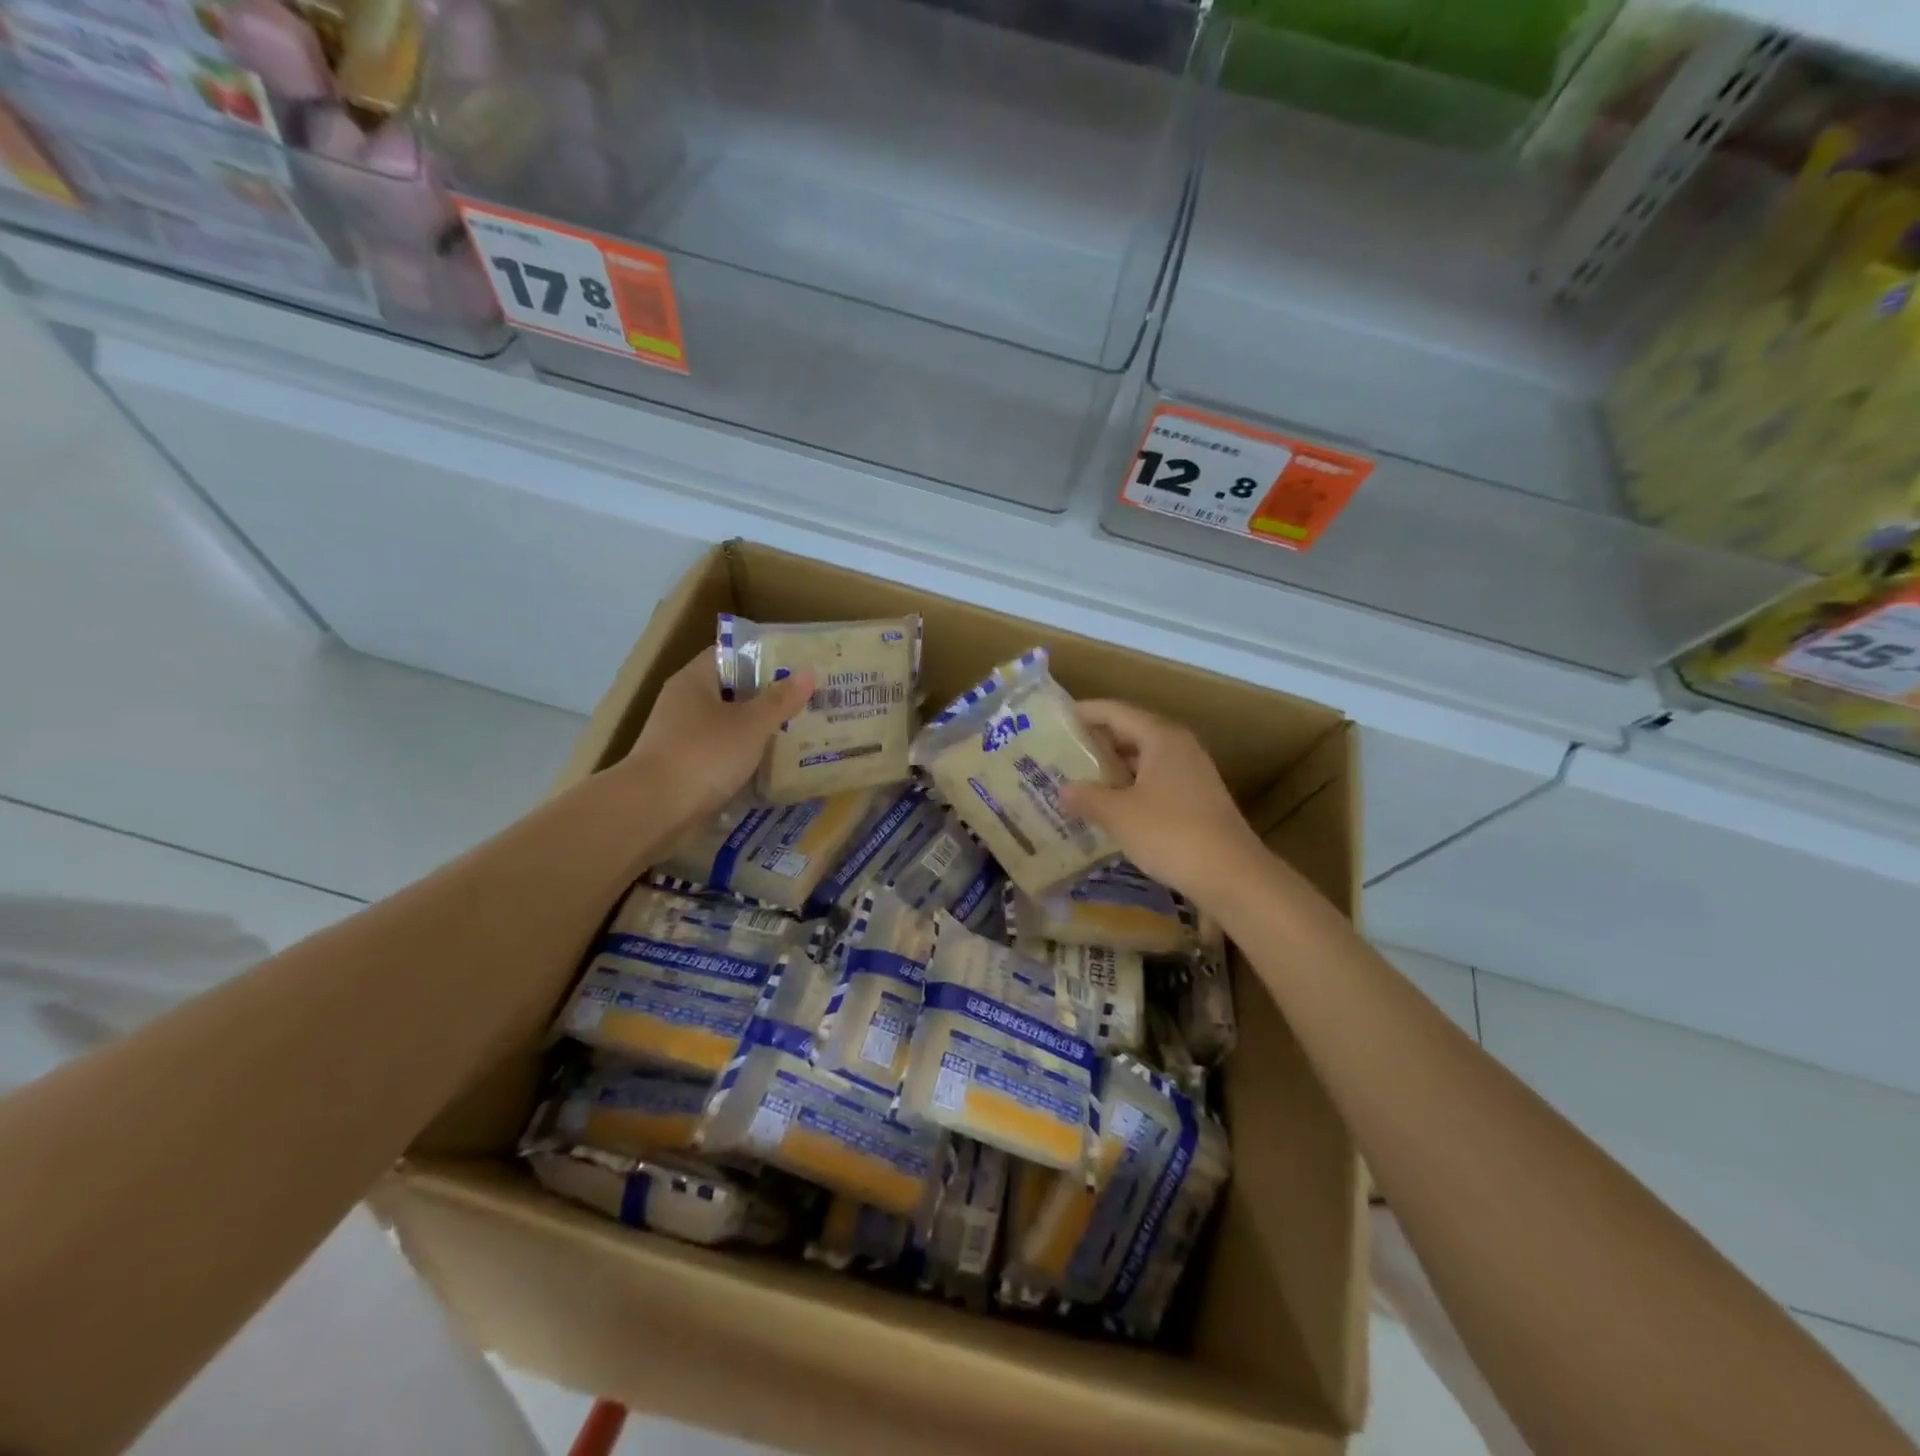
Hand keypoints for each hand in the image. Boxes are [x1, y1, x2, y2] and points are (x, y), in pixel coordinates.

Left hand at [620, 651, 813, 829]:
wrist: (655, 810)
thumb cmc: (704, 754)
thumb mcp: (751, 724)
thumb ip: (780, 700)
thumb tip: (809, 672)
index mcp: (694, 681)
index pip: (729, 655)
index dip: (763, 658)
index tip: (796, 666)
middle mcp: (684, 704)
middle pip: (731, 692)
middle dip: (767, 697)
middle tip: (807, 700)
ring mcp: (682, 738)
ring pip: (729, 726)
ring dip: (758, 730)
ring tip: (799, 732)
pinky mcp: (686, 769)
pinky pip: (723, 755)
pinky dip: (745, 758)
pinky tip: (773, 765)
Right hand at [1059, 700, 1266, 907]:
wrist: (1232, 876)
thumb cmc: (1170, 833)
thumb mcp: (1119, 814)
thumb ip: (1087, 797)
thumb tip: (1064, 790)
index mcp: (1161, 737)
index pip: (1115, 712)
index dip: (1084, 713)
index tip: (1055, 720)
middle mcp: (1179, 747)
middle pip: (1131, 732)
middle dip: (1096, 742)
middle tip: (1059, 752)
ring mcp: (1192, 774)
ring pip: (1143, 760)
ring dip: (1112, 768)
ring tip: (1078, 779)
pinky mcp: (1197, 800)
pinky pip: (1154, 782)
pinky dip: (1130, 788)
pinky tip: (1110, 807)